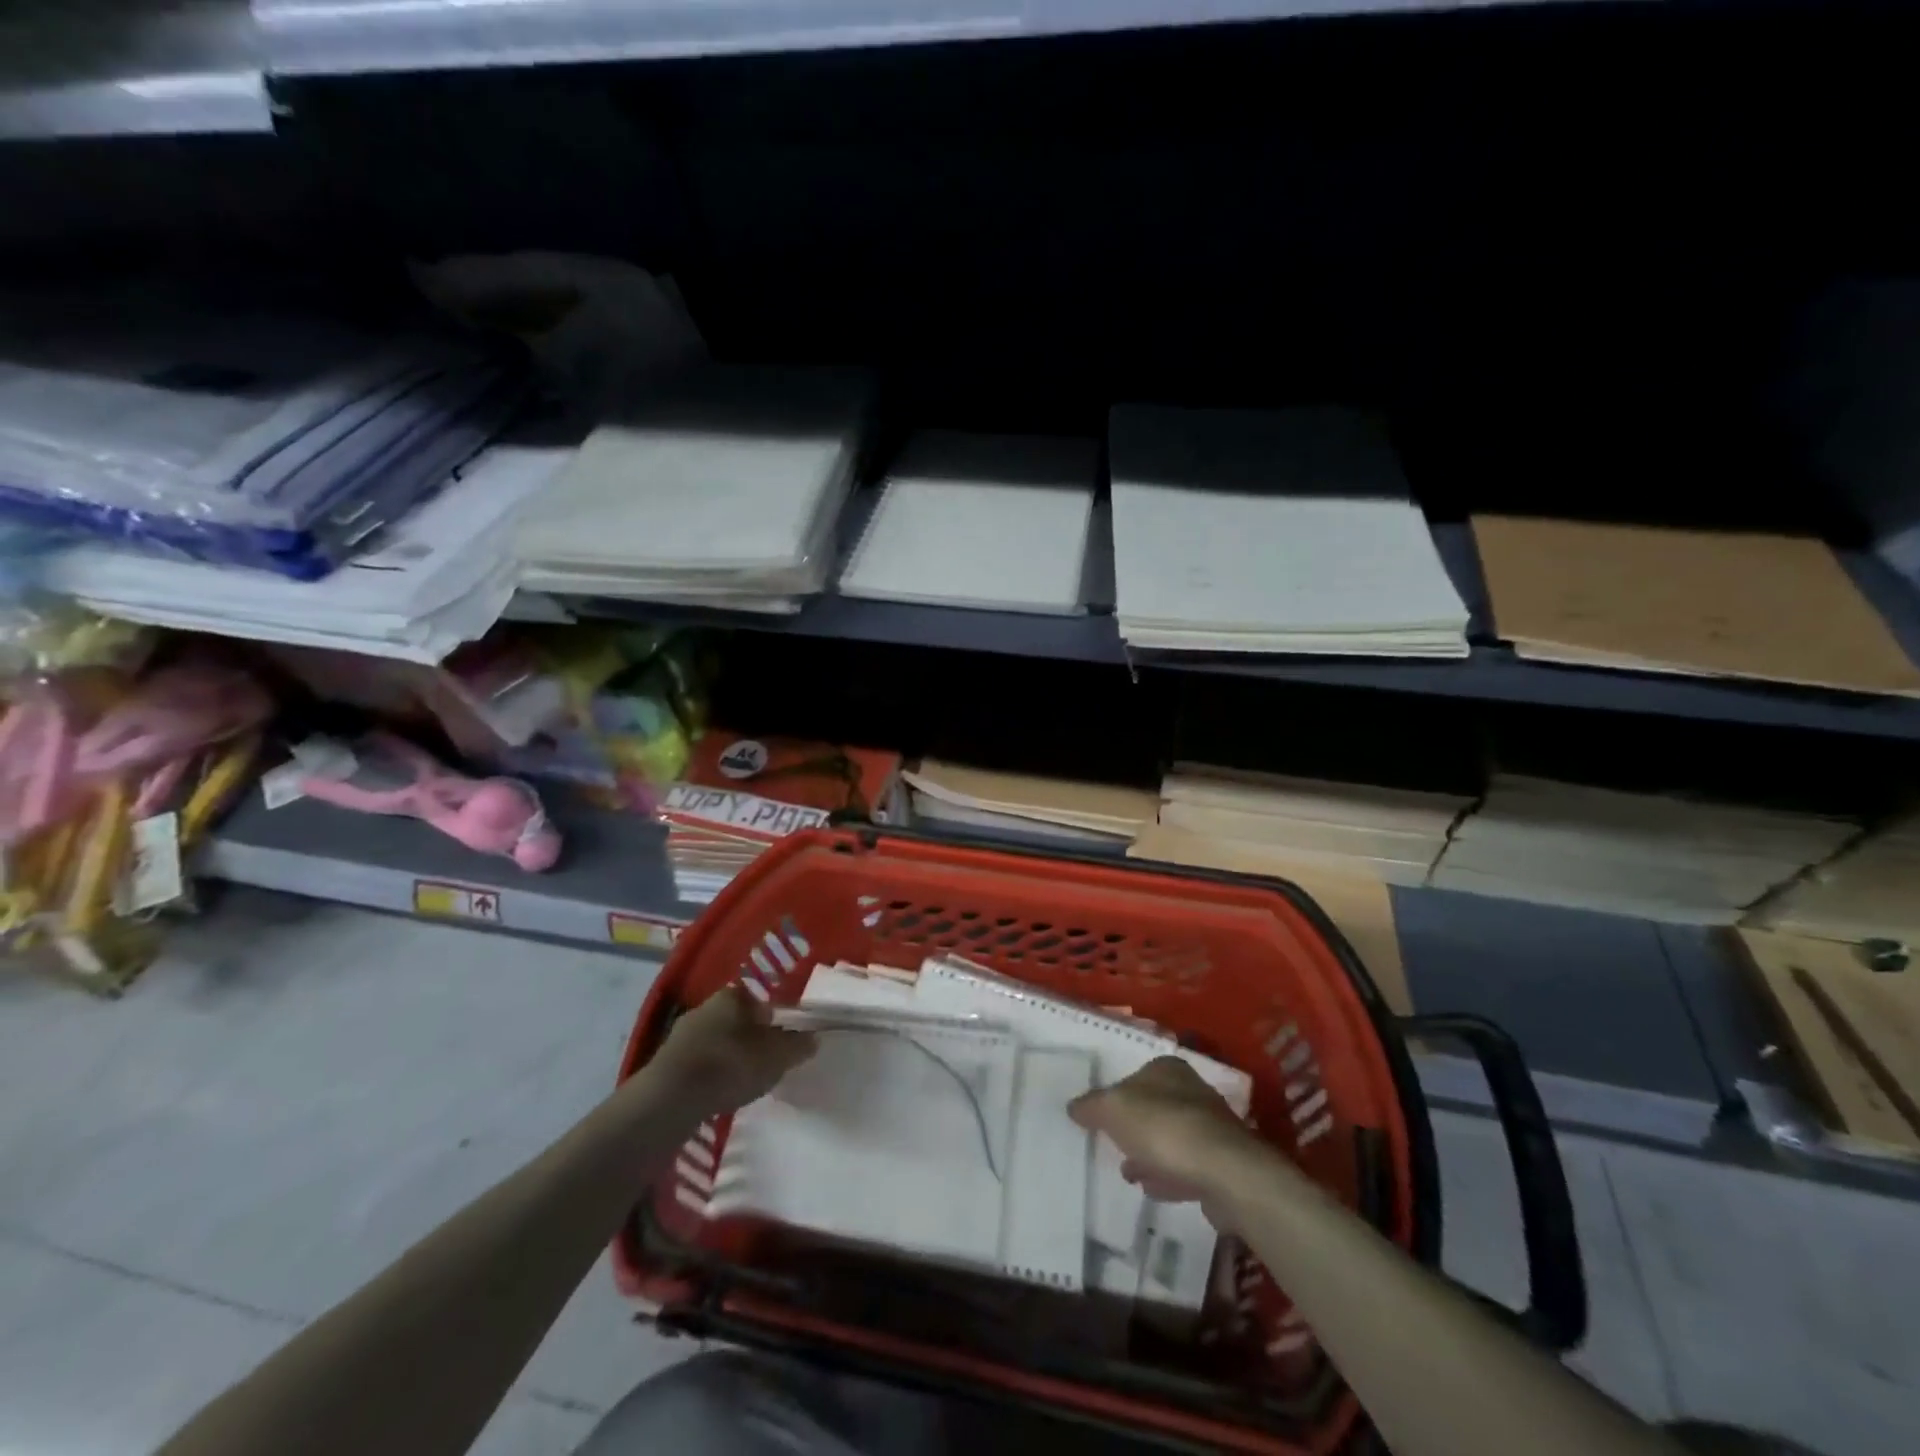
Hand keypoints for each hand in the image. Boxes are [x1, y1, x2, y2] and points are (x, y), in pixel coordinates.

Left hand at [648, 986, 816, 1116]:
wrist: (670, 1099)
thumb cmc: (731, 1065)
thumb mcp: (777, 1056)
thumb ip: (797, 1045)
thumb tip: (813, 1038)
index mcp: (732, 995)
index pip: (760, 999)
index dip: (775, 1018)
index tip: (783, 1039)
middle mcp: (705, 1006)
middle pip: (737, 1019)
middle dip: (751, 1036)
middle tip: (766, 1059)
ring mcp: (681, 1034)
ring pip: (716, 1040)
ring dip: (729, 1056)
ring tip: (743, 1079)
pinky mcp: (666, 1062)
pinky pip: (699, 1062)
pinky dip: (711, 1073)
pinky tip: (718, 1091)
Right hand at [1069, 1057, 1269, 1215]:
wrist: (1225, 1173)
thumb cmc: (1163, 1128)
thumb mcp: (1113, 1109)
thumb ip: (1091, 1106)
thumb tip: (1073, 1106)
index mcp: (1167, 1069)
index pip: (1136, 1075)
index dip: (1117, 1095)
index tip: (1102, 1118)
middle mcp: (1192, 1092)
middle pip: (1154, 1107)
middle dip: (1134, 1127)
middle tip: (1113, 1145)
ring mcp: (1210, 1129)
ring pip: (1171, 1139)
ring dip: (1150, 1154)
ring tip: (1128, 1173)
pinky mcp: (1222, 1165)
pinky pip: (1187, 1167)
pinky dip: (1169, 1175)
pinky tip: (1153, 1189)